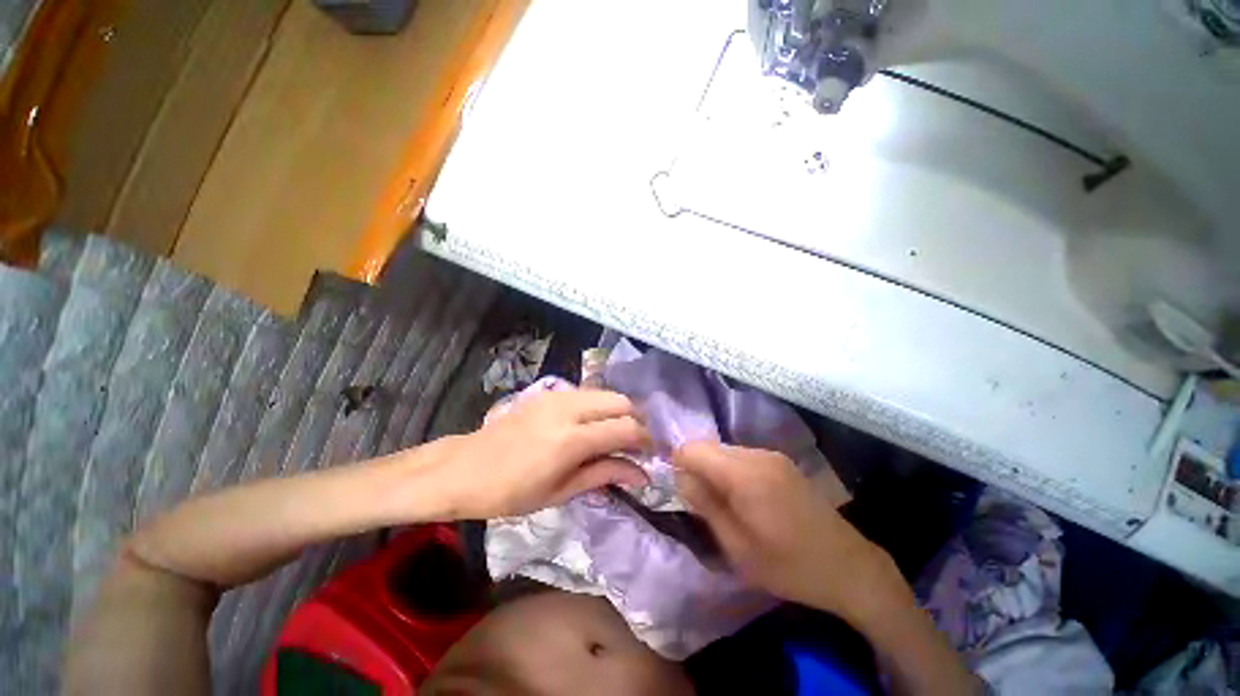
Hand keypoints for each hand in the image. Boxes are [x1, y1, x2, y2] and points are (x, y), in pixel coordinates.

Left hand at [423, 389, 651, 518]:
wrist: (464, 468)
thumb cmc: (510, 493)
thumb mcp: (560, 492)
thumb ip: (605, 475)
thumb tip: (642, 474)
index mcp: (571, 440)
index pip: (626, 428)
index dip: (645, 440)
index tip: (650, 453)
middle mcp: (569, 408)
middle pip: (621, 401)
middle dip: (636, 420)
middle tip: (636, 443)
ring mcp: (558, 395)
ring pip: (606, 393)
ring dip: (619, 411)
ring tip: (617, 434)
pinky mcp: (549, 391)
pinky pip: (588, 393)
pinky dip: (600, 406)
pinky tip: (593, 424)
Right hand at [674, 442, 906, 621]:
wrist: (849, 567)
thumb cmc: (789, 565)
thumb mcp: (737, 546)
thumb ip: (704, 505)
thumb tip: (679, 476)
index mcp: (745, 475)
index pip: (693, 449)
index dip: (678, 464)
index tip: (681, 490)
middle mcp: (757, 454)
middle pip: (708, 447)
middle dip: (696, 468)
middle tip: (701, 503)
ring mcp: (772, 455)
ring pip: (724, 450)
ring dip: (714, 470)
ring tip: (724, 504)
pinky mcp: (781, 461)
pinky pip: (742, 456)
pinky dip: (731, 471)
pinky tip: (745, 499)